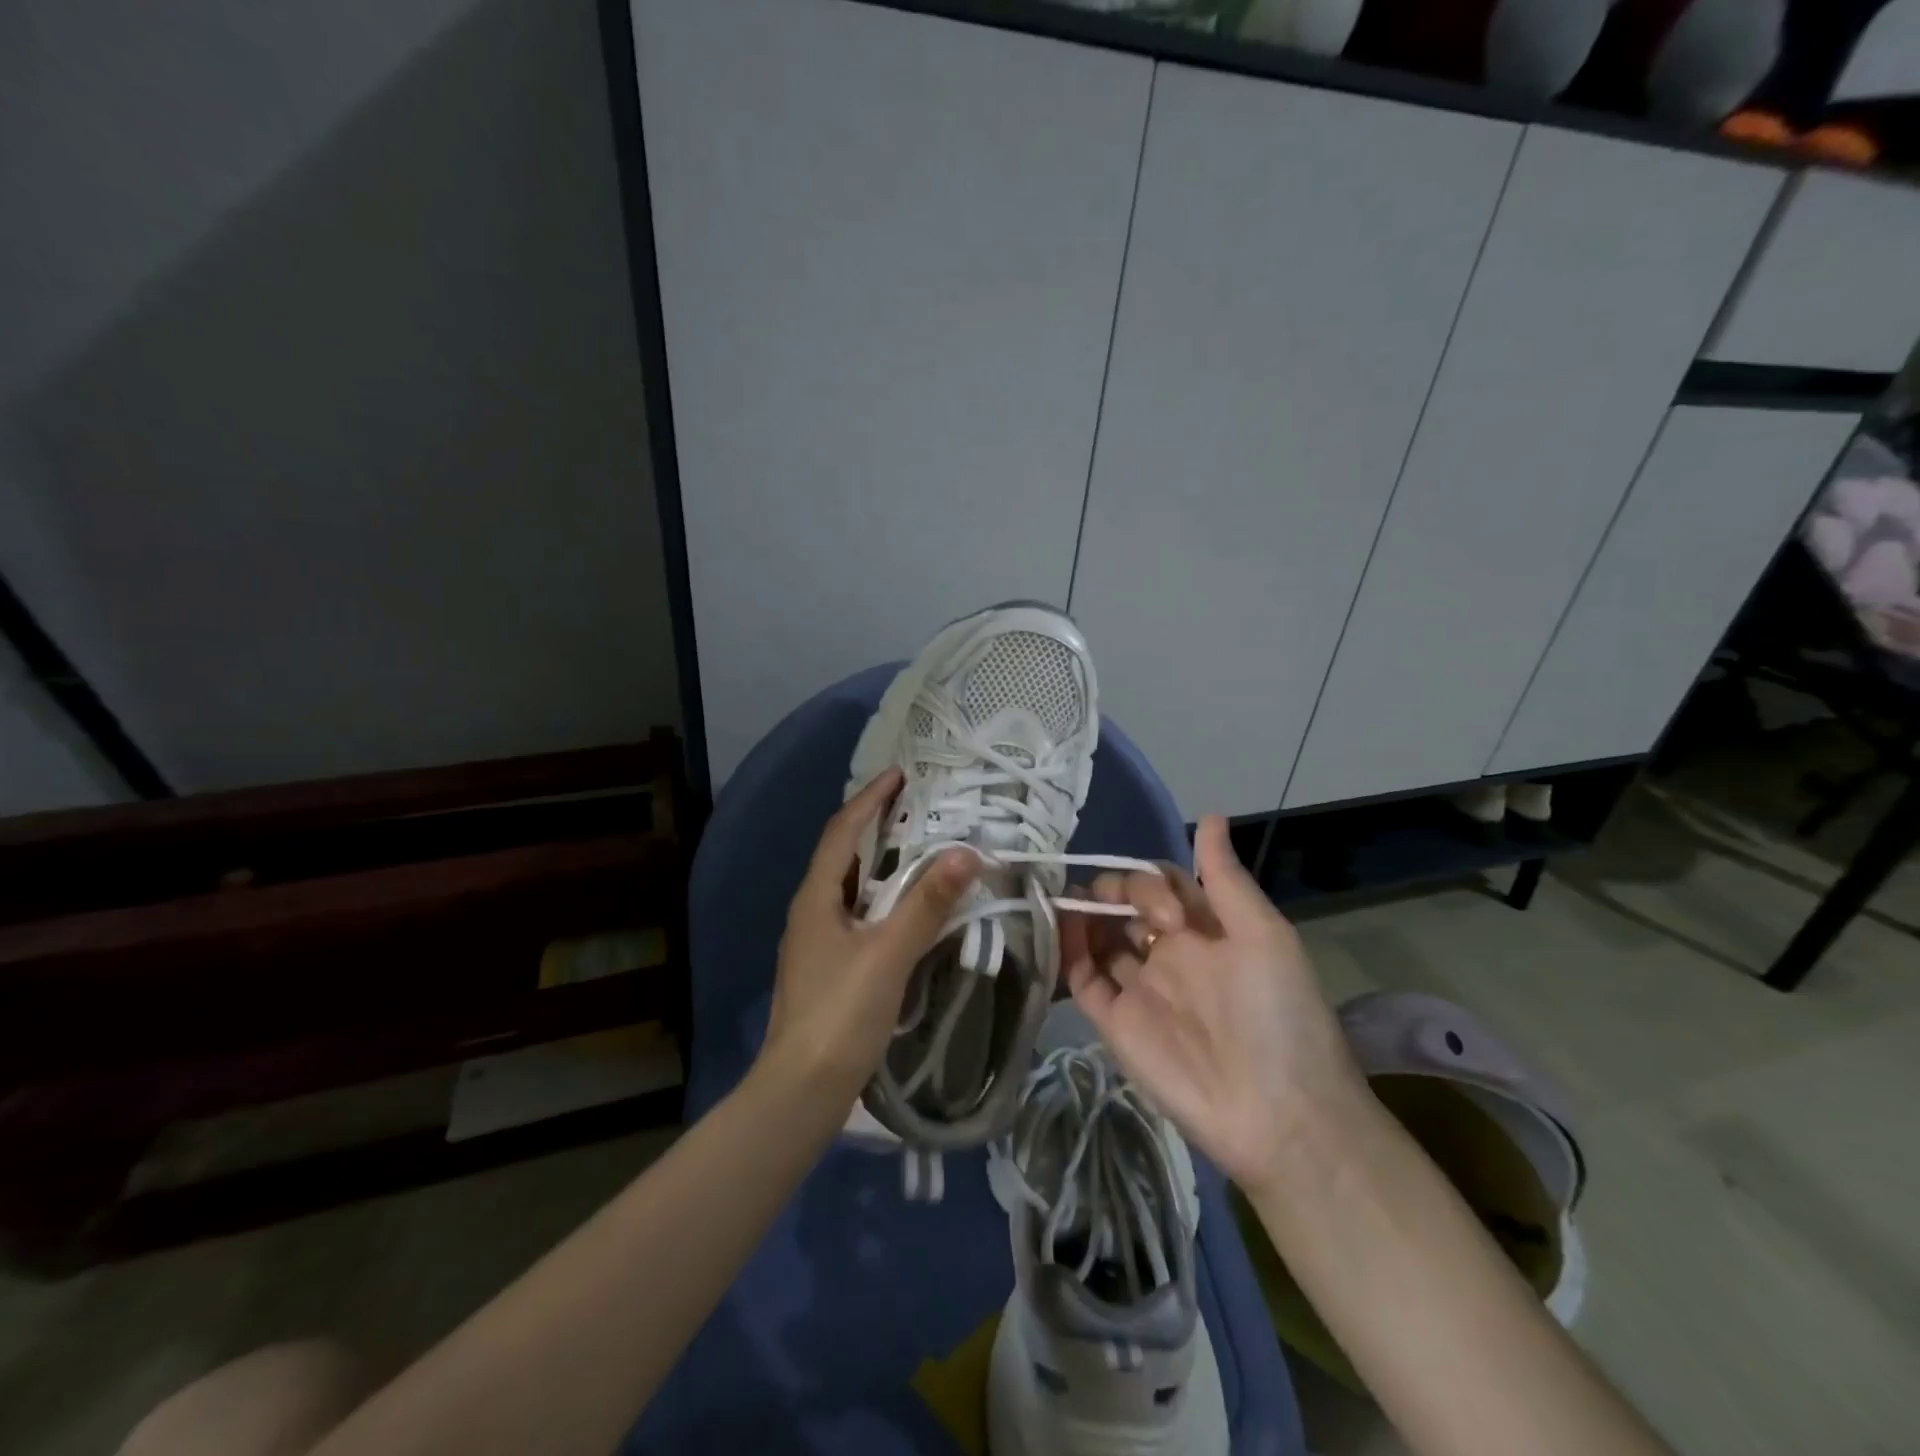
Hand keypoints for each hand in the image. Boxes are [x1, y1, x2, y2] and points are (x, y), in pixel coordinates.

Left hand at [757, 769, 978, 1106]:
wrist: (801, 1090)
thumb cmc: (840, 1015)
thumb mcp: (887, 955)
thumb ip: (926, 904)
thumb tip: (965, 853)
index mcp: (816, 898)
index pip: (843, 831)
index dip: (870, 799)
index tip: (900, 774)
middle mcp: (811, 911)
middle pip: (845, 854)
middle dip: (877, 825)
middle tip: (918, 807)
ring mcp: (817, 941)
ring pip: (853, 887)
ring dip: (882, 862)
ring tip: (921, 848)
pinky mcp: (829, 966)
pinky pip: (859, 914)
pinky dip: (885, 898)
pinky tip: (909, 909)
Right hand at [1062, 816, 1366, 1194]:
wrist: (1278, 1113)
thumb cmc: (1278, 1014)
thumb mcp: (1264, 935)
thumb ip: (1224, 879)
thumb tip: (1210, 815)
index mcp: (1204, 931)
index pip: (1160, 884)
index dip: (1149, 881)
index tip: (1164, 911)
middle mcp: (1167, 954)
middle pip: (1123, 906)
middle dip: (1111, 891)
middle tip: (1117, 908)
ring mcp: (1138, 987)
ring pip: (1098, 938)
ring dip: (1081, 914)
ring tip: (1065, 900)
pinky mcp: (1113, 1022)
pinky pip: (1082, 979)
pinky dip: (1067, 952)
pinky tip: (1058, 929)